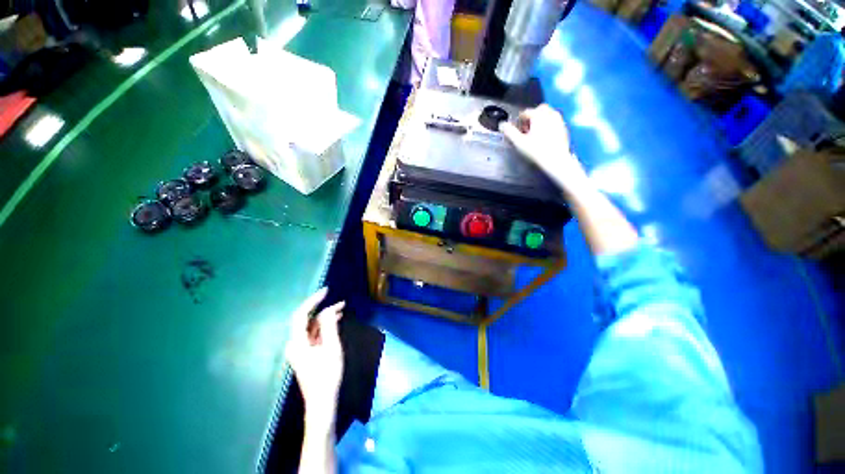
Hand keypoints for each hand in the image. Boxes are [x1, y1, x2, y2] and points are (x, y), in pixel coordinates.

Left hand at [285, 288, 344, 425]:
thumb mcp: (331, 348)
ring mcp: (300, 349)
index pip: (301, 314)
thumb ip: (329, 327)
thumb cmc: (327, 375)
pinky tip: (336, 321)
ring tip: (342, 309)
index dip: (313, 300)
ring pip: (311, 327)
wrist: (322, 401)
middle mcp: (295, 344)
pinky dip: (324, 326)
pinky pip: (314, 334)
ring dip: (325, 317)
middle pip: (306, 320)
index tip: (327, 291)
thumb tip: (329, 309)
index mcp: (297, 342)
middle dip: (323, 308)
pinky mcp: (306, 353)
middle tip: (340, 301)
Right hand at [500, 104, 589, 195]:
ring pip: (547, 114)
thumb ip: (509, 132)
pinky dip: (547, 125)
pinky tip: (544, 137)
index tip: (517, 130)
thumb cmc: (537, 151)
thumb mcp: (519, 142)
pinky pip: (554, 121)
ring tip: (534, 133)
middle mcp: (550, 114)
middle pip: (538, 110)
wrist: (556, 160)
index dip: (519, 121)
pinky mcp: (563, 127)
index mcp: (539, 115)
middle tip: (526, 129)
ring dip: (540, 120)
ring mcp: (559, 120)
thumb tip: (502, 125)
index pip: (525, 112)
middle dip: (531, 117)